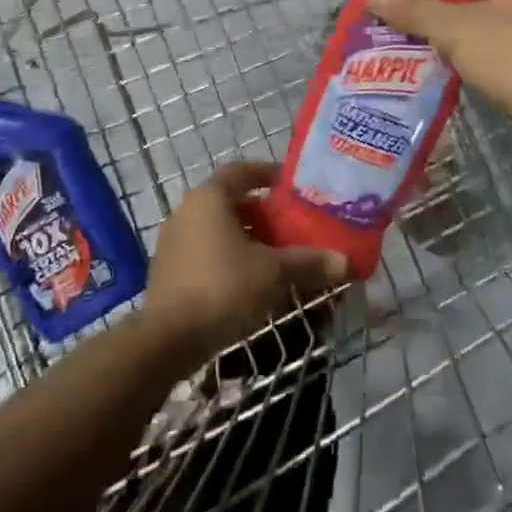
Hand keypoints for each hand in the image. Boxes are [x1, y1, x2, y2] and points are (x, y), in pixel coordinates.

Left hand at [143, 161, 347, 361]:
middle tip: (291, 227)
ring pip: (218, 229)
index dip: (268, 174)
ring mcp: (173, 242)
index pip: (242, 172)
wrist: (167, 340)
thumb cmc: (223, 288)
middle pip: (231, 202)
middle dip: (263, 214)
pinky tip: (250, 281)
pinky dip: (229, 257)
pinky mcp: (168, 270)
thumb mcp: (272, 272)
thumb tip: (345, 262)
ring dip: (247, 238)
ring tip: (276, 257)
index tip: (291, 186)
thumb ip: (308, 262)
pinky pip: (205, 251)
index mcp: (209, 198)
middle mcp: (187, 211)